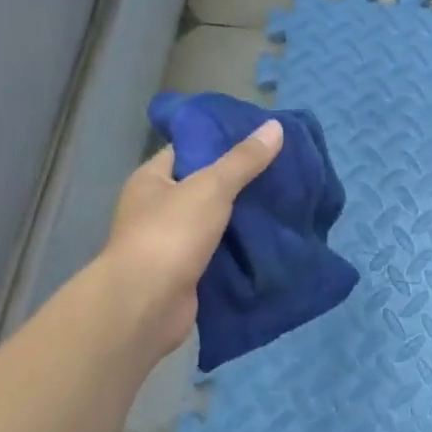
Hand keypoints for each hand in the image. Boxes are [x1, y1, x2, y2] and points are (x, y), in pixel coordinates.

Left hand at [102, 118, 283, 355]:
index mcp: (153, 179)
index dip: (222, 141)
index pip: (189, 149)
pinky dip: (242, 248)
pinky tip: (273, 239)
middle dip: (242, 181)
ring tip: (286, 202)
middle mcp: (158, 208)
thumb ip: (243, 160)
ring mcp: (172, 243)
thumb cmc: (170, 234)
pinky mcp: (187, 272)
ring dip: (245, 217)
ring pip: (216, 221)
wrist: (146, 305)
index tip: (260, 139)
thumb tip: (275, 126)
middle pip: (206, 186)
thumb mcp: (211, 187)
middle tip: (283, 171)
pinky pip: (220, 252)